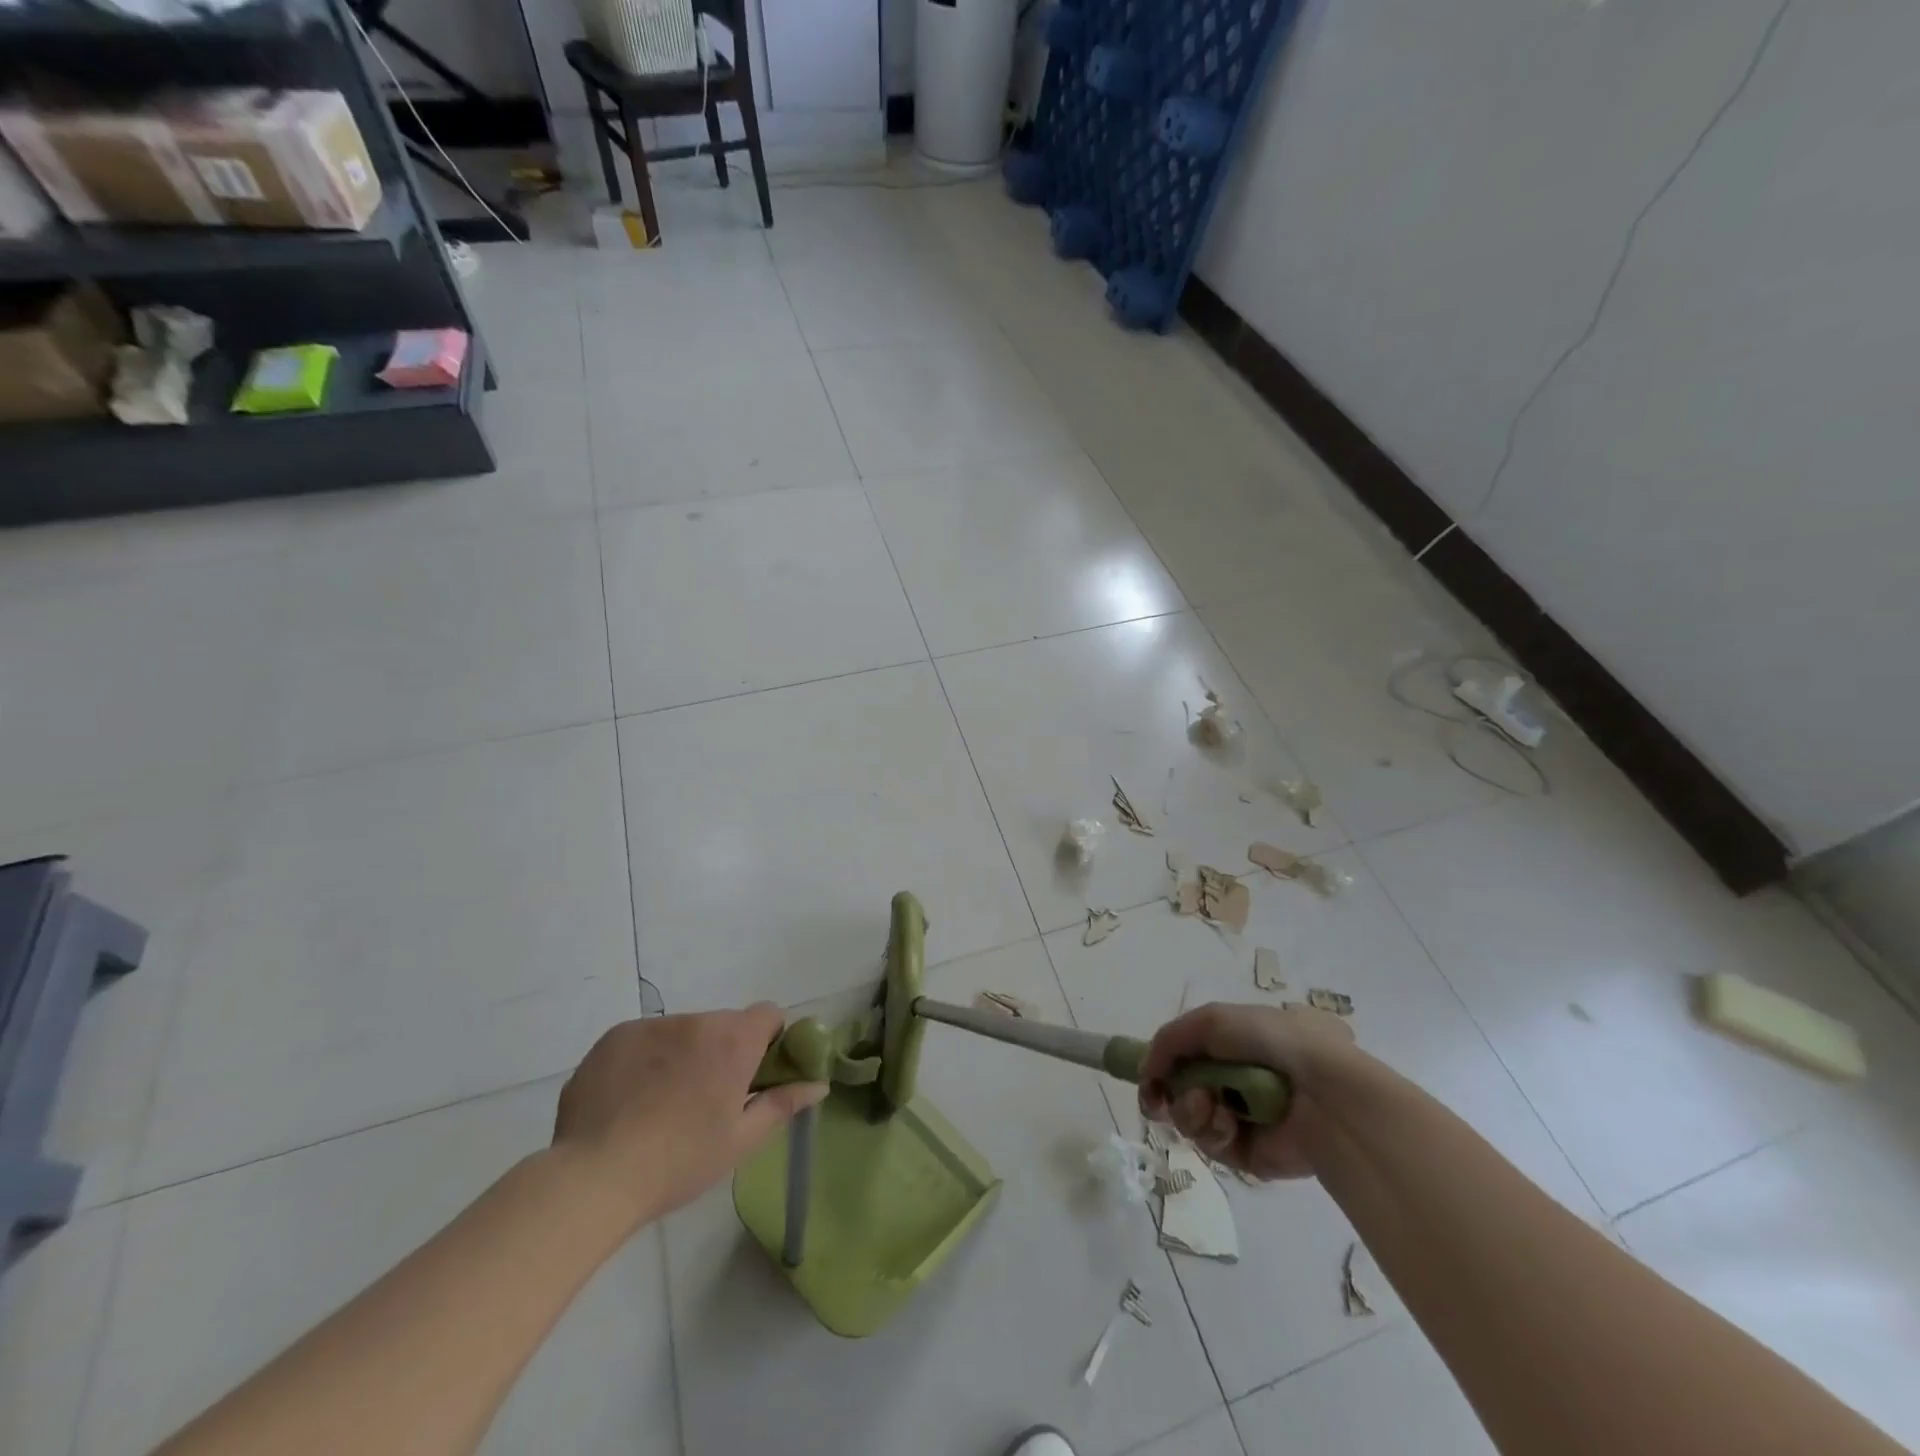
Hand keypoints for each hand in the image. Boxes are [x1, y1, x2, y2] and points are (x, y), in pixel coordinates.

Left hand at [554, 1005, 825, 1227]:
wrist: (594, 1177)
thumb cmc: (680, 1161)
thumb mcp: (741, 1141)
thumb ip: (783, 1103)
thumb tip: (818, 1083)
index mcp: (733, 1041)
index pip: (768, 1013)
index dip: (769, 1039)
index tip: (756, 1074)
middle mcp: (696, 1021)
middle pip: (723, 1024)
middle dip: (722, 1052)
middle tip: (706, 1099)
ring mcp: (651, 1026)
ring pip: (682, 1032)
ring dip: (683, 1054)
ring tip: (661, 1105)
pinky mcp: (614, 1037)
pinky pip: (644, 1039)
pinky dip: (646, 1060)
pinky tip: (630, 1101)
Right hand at [1138, 1002, 1354, 1179]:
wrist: (1323, 1090)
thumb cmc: (1270, 1041)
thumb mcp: (1211, 1020)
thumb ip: (1168, 1041)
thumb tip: (1146, 1072)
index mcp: (1232, 1046)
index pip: (1184, 1058)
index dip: (1161, 1068)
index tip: (1148, 1079)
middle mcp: (1233, 1080)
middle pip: (1179, 1092)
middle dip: (1171, 1093)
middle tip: (1166, 1096)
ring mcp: (1242, 1118)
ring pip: (1190, 1120)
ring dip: (1189, 1110)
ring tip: (1208, 1104)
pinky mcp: (1251, 1155)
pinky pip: (1213, 1146)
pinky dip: (1213, 1131)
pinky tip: (1228, 1122)